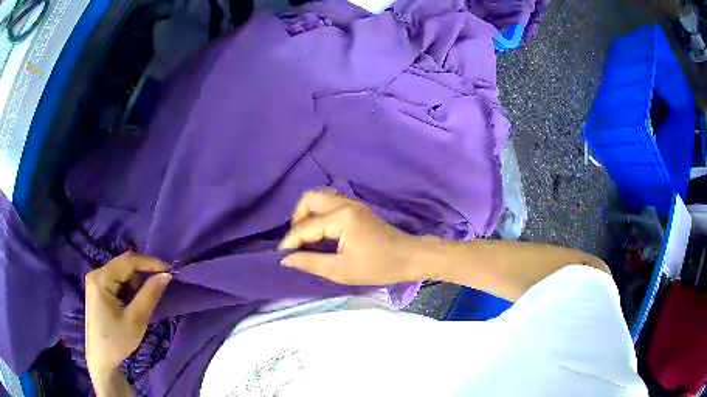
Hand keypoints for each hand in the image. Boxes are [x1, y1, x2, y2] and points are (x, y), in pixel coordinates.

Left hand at [85, 252, 171, 376]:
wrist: (101, 358)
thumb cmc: (117, 341)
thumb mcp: (136, 320)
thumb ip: (150, 295)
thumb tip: (166, 275)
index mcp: (101, 278)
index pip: (128, 261)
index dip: (150, 263)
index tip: (170, 270)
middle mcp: (96, 273)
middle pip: (124, 266)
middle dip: (142, 276)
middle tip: (159, 289)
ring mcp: (96, 281)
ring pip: (122, 274)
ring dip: (136, 285)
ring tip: (143, 304)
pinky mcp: (99, 289)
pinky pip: (118, 282)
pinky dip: (129, 290)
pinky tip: (133, 305)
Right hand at [278, 191, 421, 284]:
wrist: (410, 257)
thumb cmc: (378, 266)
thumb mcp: (342, 271)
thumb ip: (310, 263)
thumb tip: (285, 259)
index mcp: (341, 218)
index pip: (305, 226)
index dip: (290, 241)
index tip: (281, 257)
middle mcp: (344, 203)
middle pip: (308, 200)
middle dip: (297, 220)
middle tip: (296, 243)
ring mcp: (351, 203)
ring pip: (318, 199)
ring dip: (307, 215)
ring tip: (306, 238)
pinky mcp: (356, 208)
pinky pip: (328, 203)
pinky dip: (318, 214)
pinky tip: (320, 233)